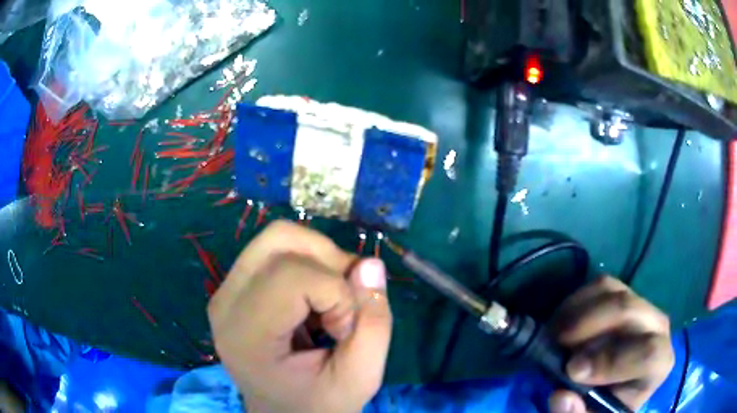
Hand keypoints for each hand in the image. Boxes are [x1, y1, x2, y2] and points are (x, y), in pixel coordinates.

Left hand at [207, 221, 392, 412]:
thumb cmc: (317, 405)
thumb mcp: (360, 377)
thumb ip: (374, 324)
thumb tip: (371, 264)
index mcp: (246, 334)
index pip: (293, 275)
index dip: (336, 294)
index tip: (345, 331)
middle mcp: (225, 302)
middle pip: (279, 239)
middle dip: (328, 260)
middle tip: (344, 300)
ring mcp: (226, 290)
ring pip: (277, 238)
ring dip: (319, 260)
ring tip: (330, 301)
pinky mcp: (235, 286)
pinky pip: (274, 251)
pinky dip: (308, 265)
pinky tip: (312, 302)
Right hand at [548, 277, 674, 412]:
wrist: (611, 386)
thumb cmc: (605, 405)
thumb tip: (561, 396)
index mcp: (658, 363)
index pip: (649, 353)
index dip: (612, 361)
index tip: (572, 370)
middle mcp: (656, 327)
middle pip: (629, 311)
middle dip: (589, 327)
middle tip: (556, 345)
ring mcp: (641, 305)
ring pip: (613, 292)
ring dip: (578, 313)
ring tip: (553, 336)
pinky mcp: (623, 293)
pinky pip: (600, 285)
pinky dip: (575, 301)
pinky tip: (561, 323)